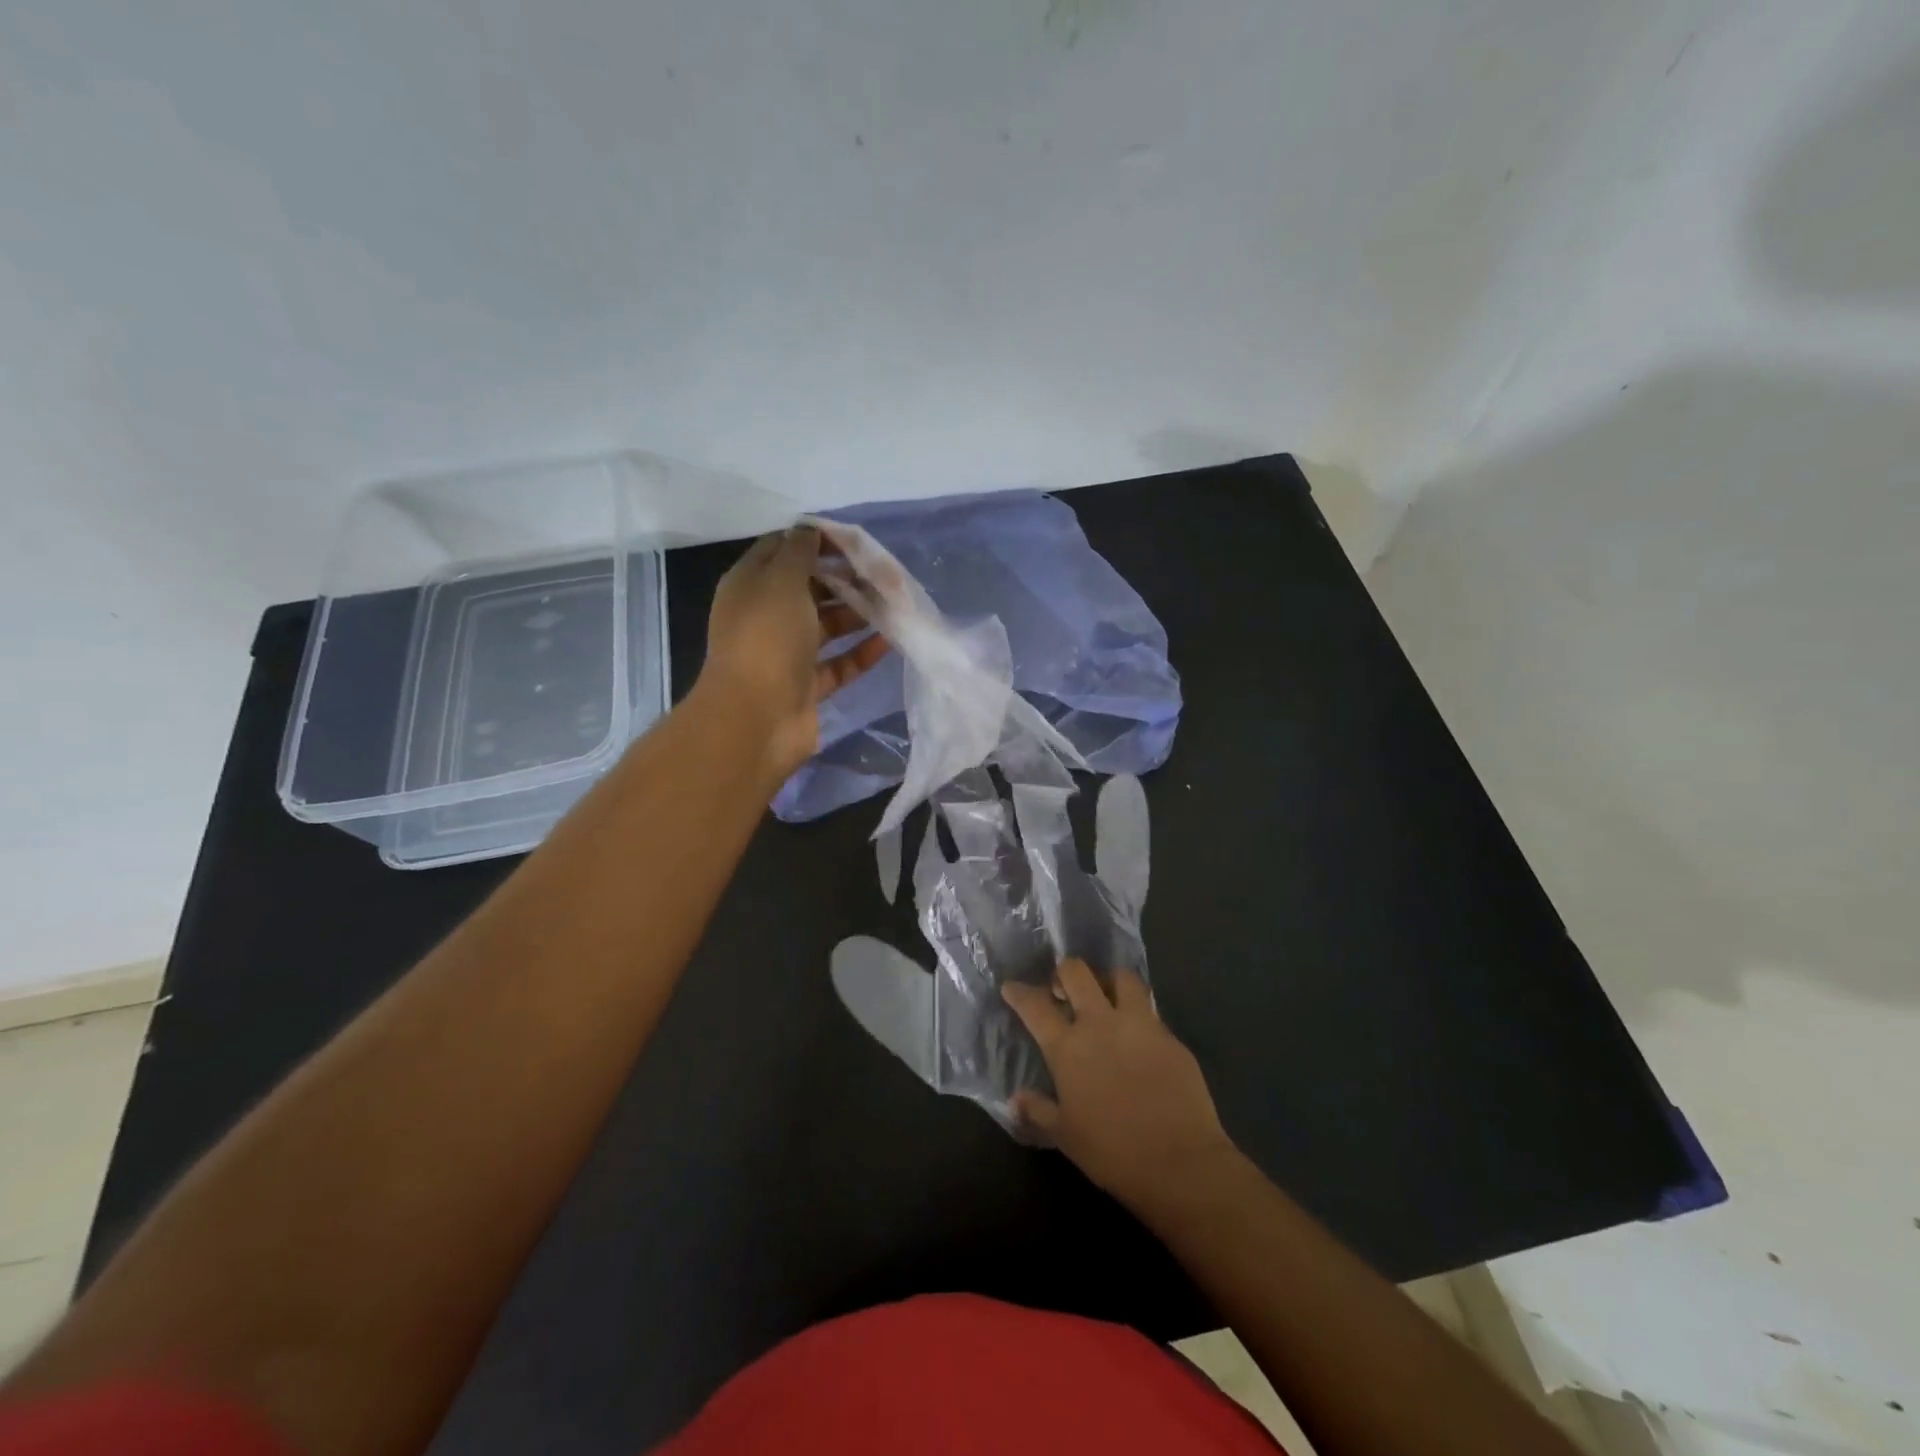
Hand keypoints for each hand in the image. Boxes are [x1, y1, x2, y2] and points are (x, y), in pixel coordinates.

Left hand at [699, 526, 889, 781]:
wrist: (756, 719)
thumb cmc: (767, 639)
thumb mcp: (781, 581)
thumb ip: (800, 551)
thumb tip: (811, 530)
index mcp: (750, 586)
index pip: (782, 550)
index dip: (816, 541)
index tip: (855, 540)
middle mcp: (766, 616)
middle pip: (809, 588)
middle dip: (845, 578)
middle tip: (883, 574)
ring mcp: (786, 654)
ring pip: (827, 626)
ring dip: (858, 613)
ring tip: (894, 604)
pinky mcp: (807, 686)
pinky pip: (839, 663)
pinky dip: (862, 652)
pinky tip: (890, 640)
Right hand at [1003, 960, 1235, 1213]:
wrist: (1180, 1162)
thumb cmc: (1112, 1152)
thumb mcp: (1065, 1136)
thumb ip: (1038, 1111)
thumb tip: (1015, 1100)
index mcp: (1069, 1047)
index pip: (1035, 1006)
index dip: (1020, 993)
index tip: (1012, 988)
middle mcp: (1101, 1024)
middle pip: (1077, 973)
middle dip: (1064, 972)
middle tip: (1062, 988)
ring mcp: (1139, 1025)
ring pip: (1121, 978)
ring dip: (1108, 981)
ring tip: (1105, 997)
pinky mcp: (1170, 1036)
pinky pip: (1150, 1010)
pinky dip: (1138, 1013)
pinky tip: (1138, 1034)